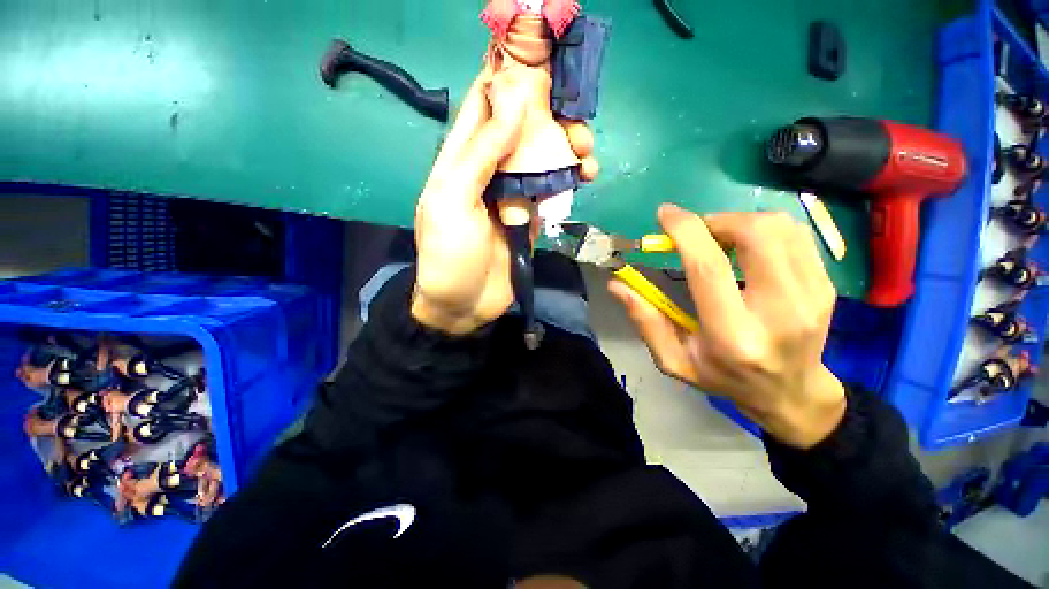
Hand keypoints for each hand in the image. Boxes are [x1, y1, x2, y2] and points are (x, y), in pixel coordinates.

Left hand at [412, 66, 596, 333]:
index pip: (483, 105)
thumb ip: (479, 155)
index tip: (540, 59)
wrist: (464, 304)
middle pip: (520, 128)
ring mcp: (512, 193)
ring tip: (586, 152)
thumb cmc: (450, 255)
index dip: (506, 77)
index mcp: (461, 159)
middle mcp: (488, 170)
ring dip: (566, 148)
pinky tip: (585, 176)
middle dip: (549, 116)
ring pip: (541, 156)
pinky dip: (569, 179)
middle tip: (575, 120)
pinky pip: (552, 188)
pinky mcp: (531, 215)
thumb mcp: (452, 201)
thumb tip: (512, 104)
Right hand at [610, 205, 845, 447]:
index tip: (665, 214)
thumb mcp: (673, 359)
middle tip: (697, 232)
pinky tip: (746, 246)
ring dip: (740, 222)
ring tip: (719, 239)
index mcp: (732, 334)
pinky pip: (796, 234)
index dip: (686, 231)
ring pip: (779, 227)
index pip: (709, 267)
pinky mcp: (826, 285)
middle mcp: (779, 312)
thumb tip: (617, 285)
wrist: (791, 393)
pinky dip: (763, 228)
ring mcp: (812, 296)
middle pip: (755, 235)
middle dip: (717, 220)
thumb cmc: (723, 377)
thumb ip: (645, 320)